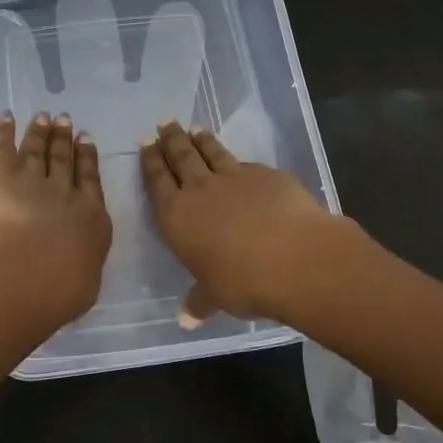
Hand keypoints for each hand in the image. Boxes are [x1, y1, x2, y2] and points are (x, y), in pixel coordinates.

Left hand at [0, 110, 112, 326]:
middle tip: (65, 120)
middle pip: (64, 160)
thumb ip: (81, 266)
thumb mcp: (84, 283)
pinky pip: (4, 147)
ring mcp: (32, 180)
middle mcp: (64, 192)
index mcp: (90, 217)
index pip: (90, 181)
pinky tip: (7, 117)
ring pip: (38, 150)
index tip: (86, 139)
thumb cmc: (63, 288)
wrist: (31, 270)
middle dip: (65, 140)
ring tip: (44, 117)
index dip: (88, 158)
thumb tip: (77, 265)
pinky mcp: (1, 175)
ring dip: (41, 132)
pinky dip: (4, 131)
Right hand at [139, 118, 346, 322]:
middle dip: (171, 140)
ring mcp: (235, 178)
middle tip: (164, 123)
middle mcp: (201, 190)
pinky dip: (237, 161)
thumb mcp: (215, 296)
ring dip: (201, 140)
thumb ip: (199, 301)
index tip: (146, 143)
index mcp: (177, 216)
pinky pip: (245, 165)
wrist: (296, 257)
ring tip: (194, 128)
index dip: (150, 161)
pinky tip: (239, 162)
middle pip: (181, 157)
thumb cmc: (243, 281)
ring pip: (212, 153)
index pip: (158, 181)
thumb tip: (186, 320)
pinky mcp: (267, 175)